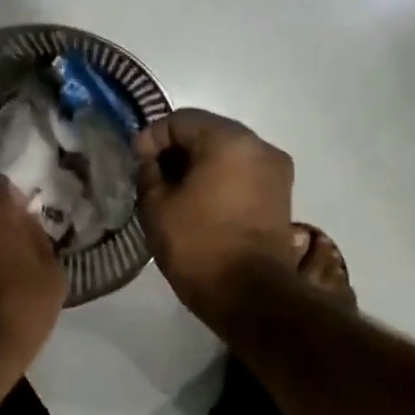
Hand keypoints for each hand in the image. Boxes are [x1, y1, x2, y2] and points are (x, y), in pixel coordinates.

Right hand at [134, 109, 296, 327]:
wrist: (249, 294)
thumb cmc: (198, 244)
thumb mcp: (156, 206)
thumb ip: (148, 173)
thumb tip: (151, 161)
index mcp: (229, 140)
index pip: (180, 120)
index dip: (151, 137)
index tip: (135, 164)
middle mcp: (259, 146)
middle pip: (207, 132)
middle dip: (175, 150)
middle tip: (150, 176)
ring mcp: (275, 171)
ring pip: (226, 154)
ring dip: (197, 165)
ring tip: (172, 192)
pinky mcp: (279, 196)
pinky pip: (241, 174)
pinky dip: (217, 180)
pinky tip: (196, 202)